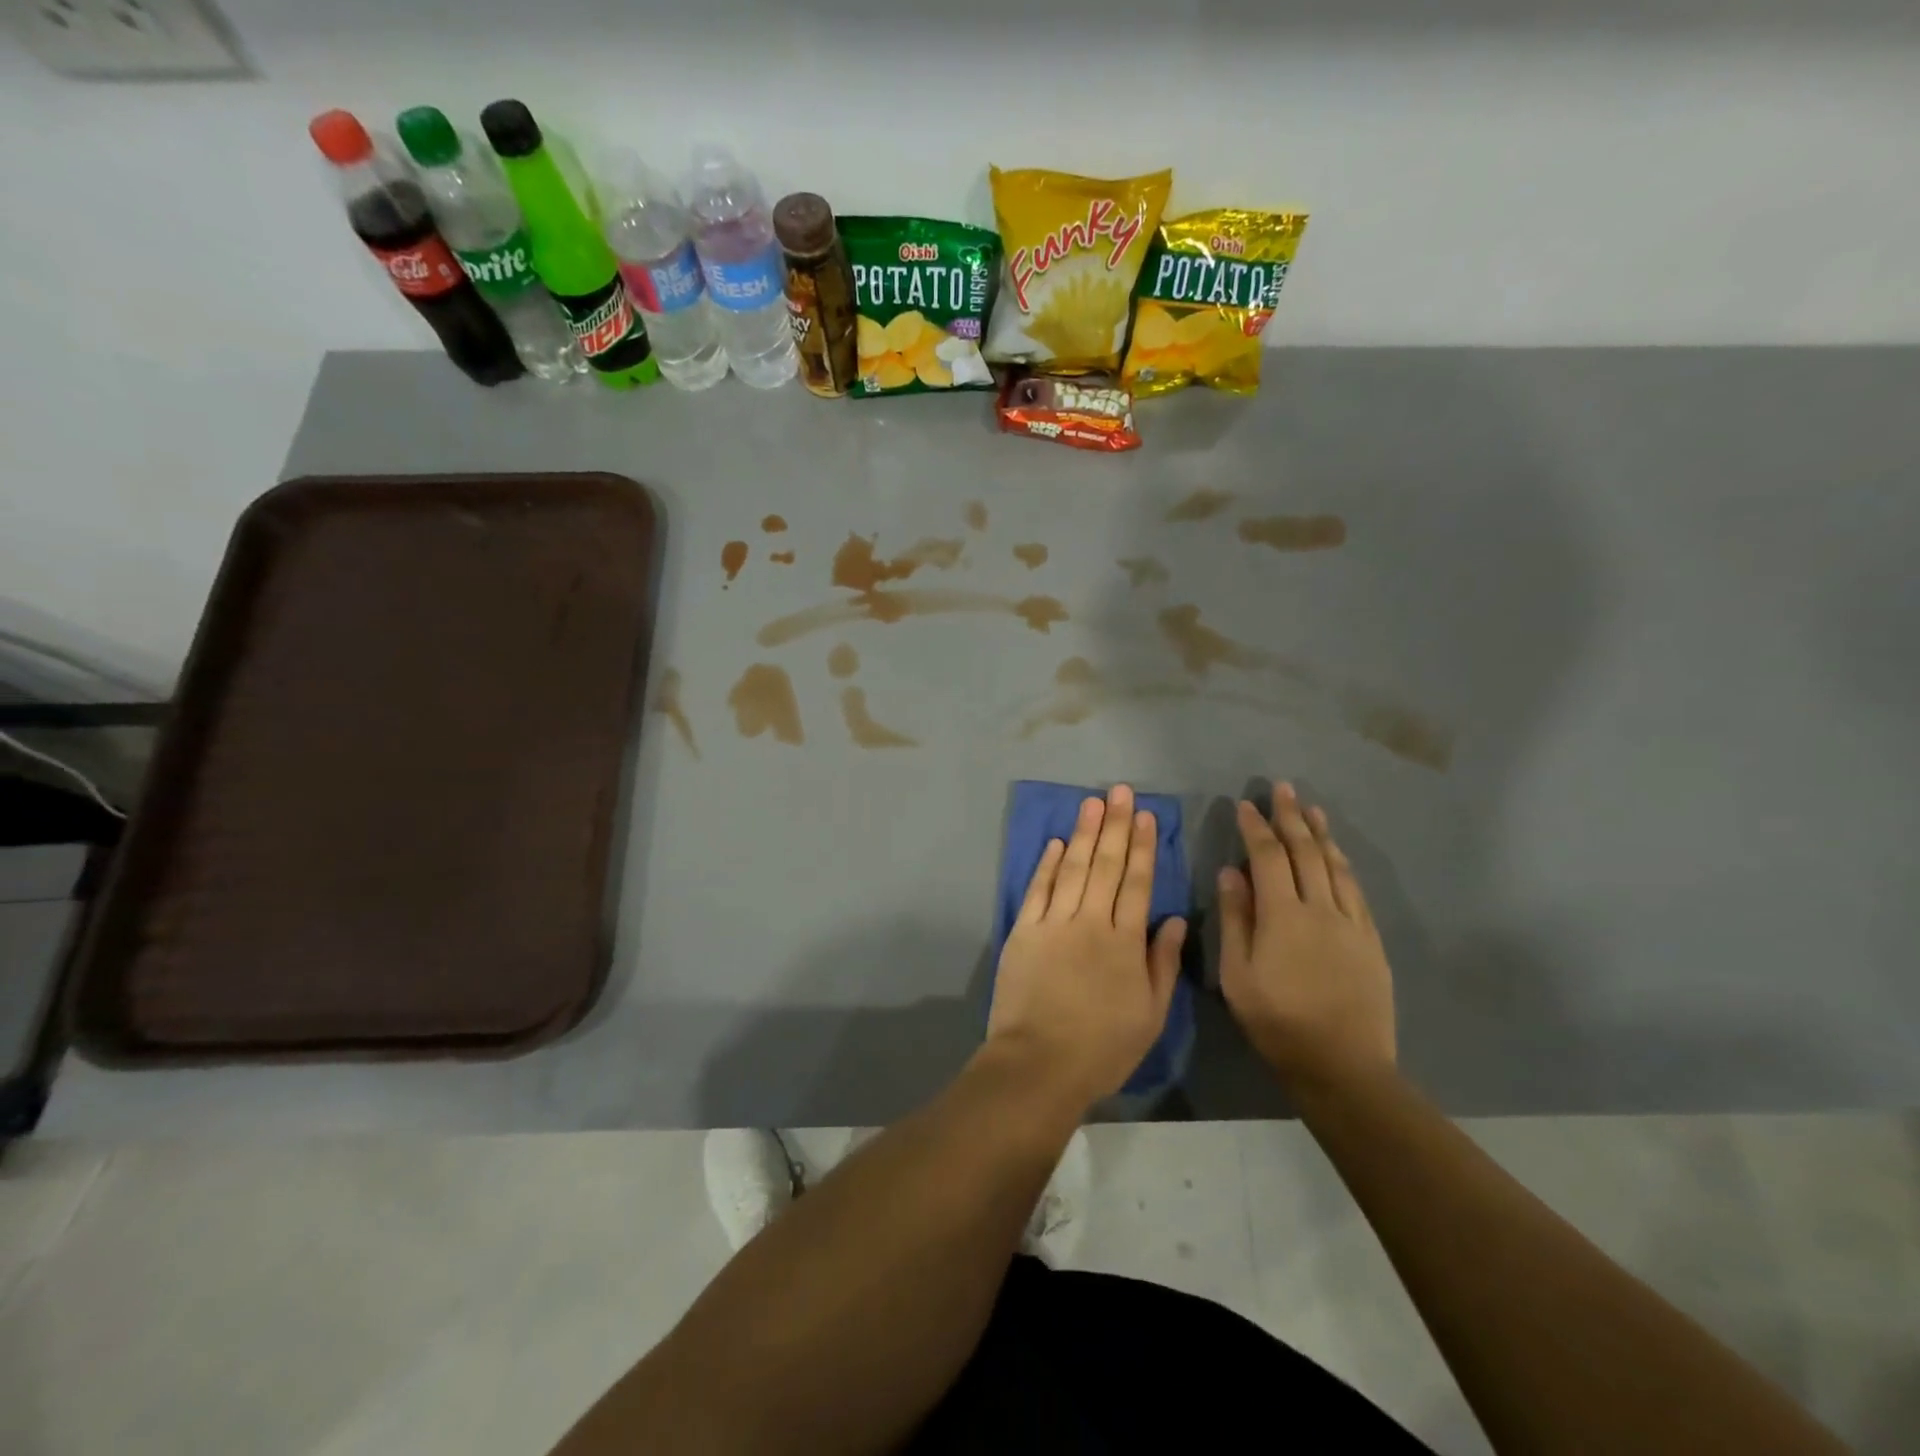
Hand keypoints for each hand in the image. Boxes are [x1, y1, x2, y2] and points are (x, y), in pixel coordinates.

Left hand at [986, 784, 1187, 1110]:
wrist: (1039, 1063)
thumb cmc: (1103, 1047)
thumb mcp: (1150, 1014)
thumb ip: (1162, 964)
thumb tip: (1172, 920)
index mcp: (1125, 941)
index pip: (1137, 883)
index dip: (1143, 847)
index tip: (1147, 816)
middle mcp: (1090, 922)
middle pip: (1106, 865)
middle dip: (1116, 825)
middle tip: (1120, 791)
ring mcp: (1053, 923)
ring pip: (1074, 868)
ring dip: (1085, 833)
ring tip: (1093, 803)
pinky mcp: (1024, 931)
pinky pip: (1038, 889)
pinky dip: (1048, 864)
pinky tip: (1058, 842)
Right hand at [1218, 783, 1396, 1097]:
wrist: (1344, 1065)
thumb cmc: (1278, 1021)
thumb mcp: (1238, 975)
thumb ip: (1235, 920)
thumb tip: (1230, 873)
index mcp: (1283, 916)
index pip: (1267, 858)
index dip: (1256, 828)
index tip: (1246, 804)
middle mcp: (1320, 909)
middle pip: (1305, 852)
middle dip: (1292, 818)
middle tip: (1283, 788)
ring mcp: (1351, 923)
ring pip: (1335, 866)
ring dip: (1321, 834)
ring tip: (1312, 809)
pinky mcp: (1371, 940)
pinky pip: (1356, 890)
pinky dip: (1343, 865)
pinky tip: (1338, 856)